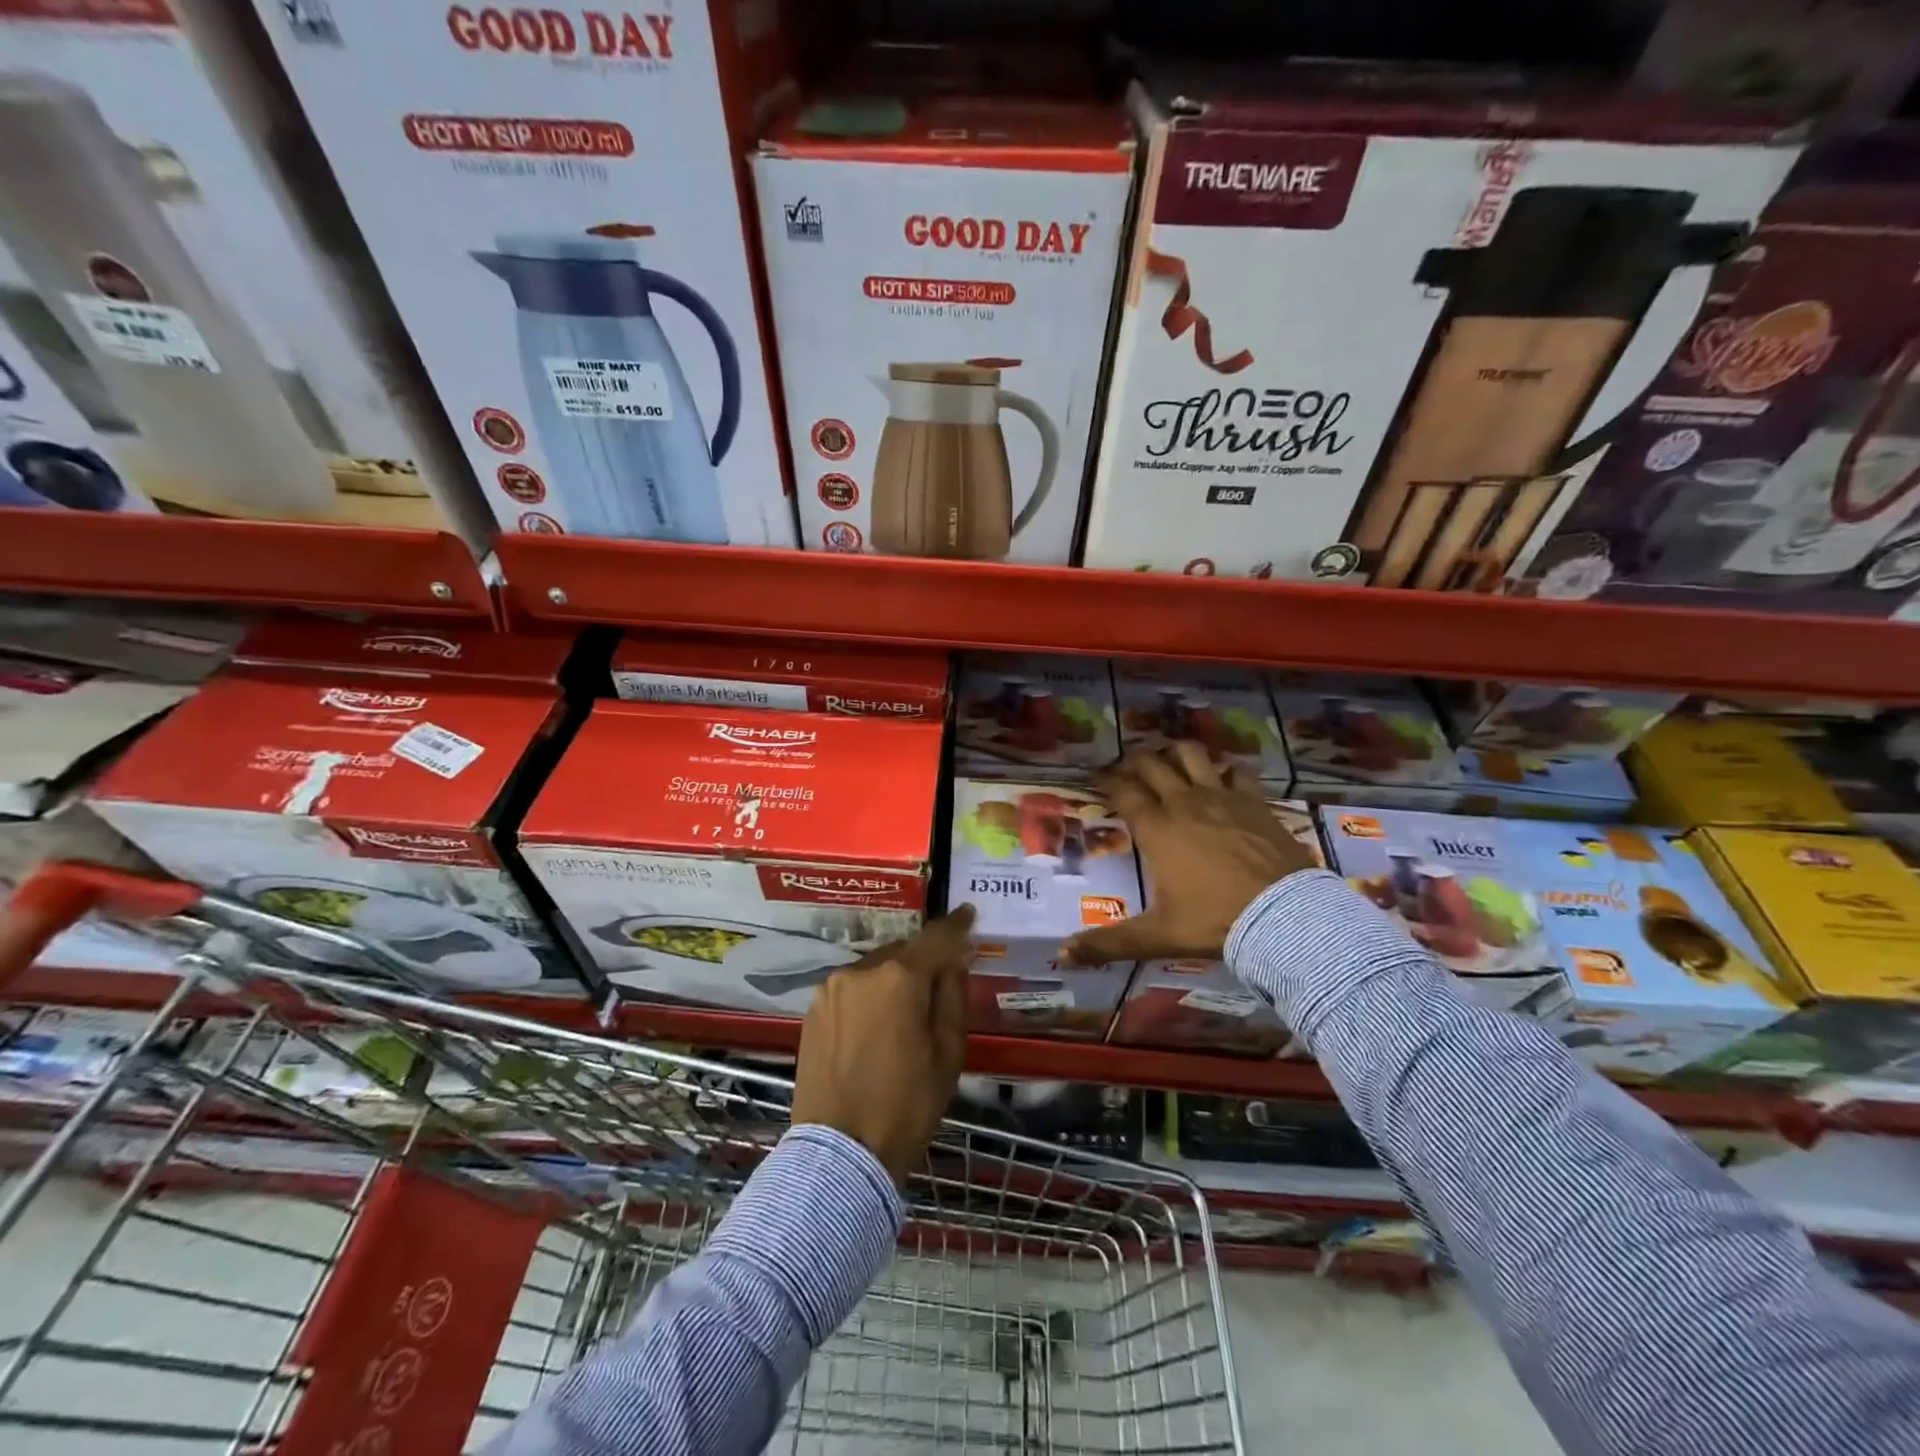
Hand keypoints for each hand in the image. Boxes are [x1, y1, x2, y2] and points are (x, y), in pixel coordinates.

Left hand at [791, 906, 973, 1183]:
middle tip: (940, 981)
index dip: (956, 925)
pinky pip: (852, 988)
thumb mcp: (947, 1054)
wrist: (840, 1154)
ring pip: (875, 969)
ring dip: (894, 978)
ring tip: (905, 1011)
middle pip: (902, 952)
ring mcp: (831, 988)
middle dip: (923, 960)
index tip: (968, 915)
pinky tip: (876, 1024)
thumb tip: (953, 961)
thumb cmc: (906, 1106)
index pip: (935, 938)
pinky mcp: (813, 1009)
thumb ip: (952, 997)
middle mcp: (861, 970)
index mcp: (899, 978)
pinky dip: (869, 994)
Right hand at [1063, 743, 1317, 965]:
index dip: (1107, 780)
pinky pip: (1237, 771)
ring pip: (1192, 755)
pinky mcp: (1255, 802)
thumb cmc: (1214, 922)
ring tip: (1170, 761)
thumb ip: (1108, 943)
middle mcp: (1185, 804)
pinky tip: (1223, 777)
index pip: (1123, 791)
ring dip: (1176, 753)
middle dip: (1134, 761)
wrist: (1285, 917)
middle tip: (1127, 769)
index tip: (1097, 777)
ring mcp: (1223, 798)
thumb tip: (1063, 957)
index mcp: (1157, 829)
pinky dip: (1226, 769)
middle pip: (1152, 764)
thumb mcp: (1158, 936)